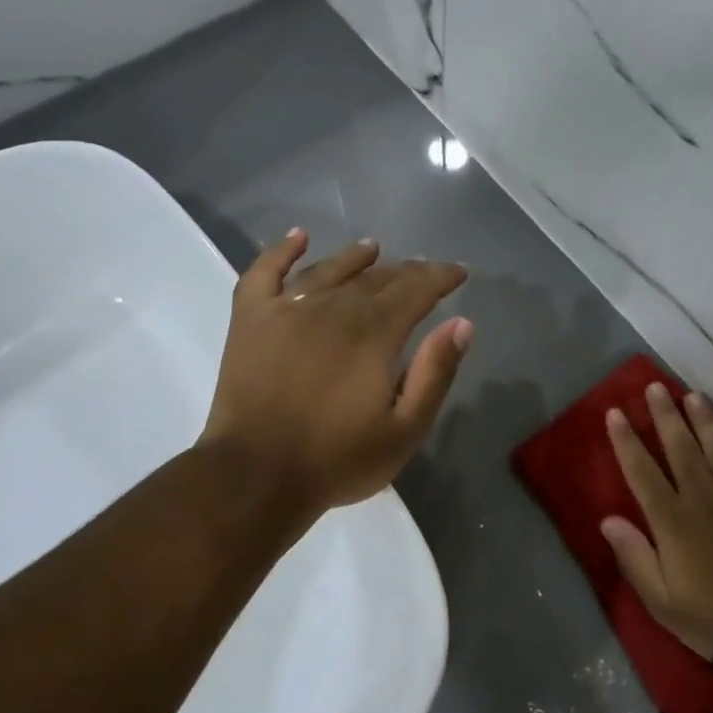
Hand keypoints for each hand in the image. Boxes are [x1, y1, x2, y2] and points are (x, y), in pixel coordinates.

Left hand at [201, 230, 471, 514]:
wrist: (255, 476)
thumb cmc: (337, 460)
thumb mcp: (404, 430)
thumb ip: (435, 373)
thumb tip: (462, 323)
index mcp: (373, 333)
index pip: (415, 290)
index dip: (440, 277)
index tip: (459, 272)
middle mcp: (333, 309)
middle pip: (376, 278)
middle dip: (406, 271)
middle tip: (423, 271)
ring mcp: (287, 309)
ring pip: (328, 270)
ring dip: (355, 257)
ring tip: (372, 247)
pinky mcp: (251, 320)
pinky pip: (265, 272)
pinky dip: (281, 251)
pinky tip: (298, 237)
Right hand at [602, 383, 712, 660]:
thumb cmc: (709, 614)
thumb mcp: (660, 598)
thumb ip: (634, 556)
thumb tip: (608, 520)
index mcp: (671, 520)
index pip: (642, 470)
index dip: (626, 440)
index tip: (615, 412)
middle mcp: (701, 497)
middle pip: (679, 446)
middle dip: (664, 414)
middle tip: (654, 387)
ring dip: (702, 418)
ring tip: (691, 395)